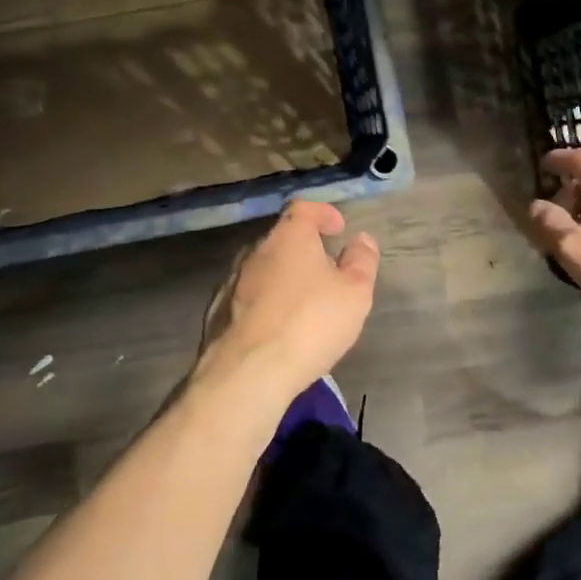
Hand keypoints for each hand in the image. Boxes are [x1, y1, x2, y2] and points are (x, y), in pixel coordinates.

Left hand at [195, 200, 378, 410]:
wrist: (248, 372)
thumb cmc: (310, 322)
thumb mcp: (354, 292)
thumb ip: (362, 261)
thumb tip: (361, 239)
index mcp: (289, 236)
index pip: (304, 208)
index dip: (323, 213)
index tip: (338, 228)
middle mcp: (256, 249)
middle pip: (282, 238)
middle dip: (304, 248)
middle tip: (326, 270)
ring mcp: (232, 280)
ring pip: (263, 267)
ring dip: (283, 276)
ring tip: (303, 302)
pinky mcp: (218, 311)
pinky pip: (247, 296)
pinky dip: (265, 302)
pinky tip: (276, 326)